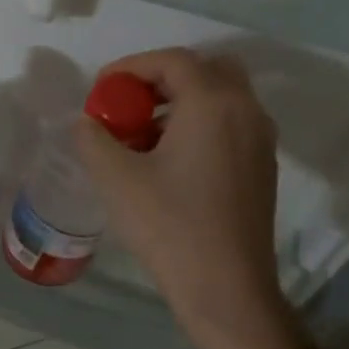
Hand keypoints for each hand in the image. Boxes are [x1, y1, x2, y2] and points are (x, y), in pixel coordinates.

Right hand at [75, 48, 306, 348]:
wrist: (225, 287)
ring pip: (221, 97)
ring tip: (140, 134)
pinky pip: (229, 124)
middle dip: (161, 79)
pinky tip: (167, 160)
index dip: (130, 67)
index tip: (100, 90)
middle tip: (127, 104)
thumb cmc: (169, 226)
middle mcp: (245, 111)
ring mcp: (260, 140)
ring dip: (180, 101)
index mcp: (213, 104)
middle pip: (205, 70)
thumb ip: (93, 138)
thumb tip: (88, 122)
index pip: (172, 61)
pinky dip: (198, 124)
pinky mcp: (261, 167)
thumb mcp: (115, 178)